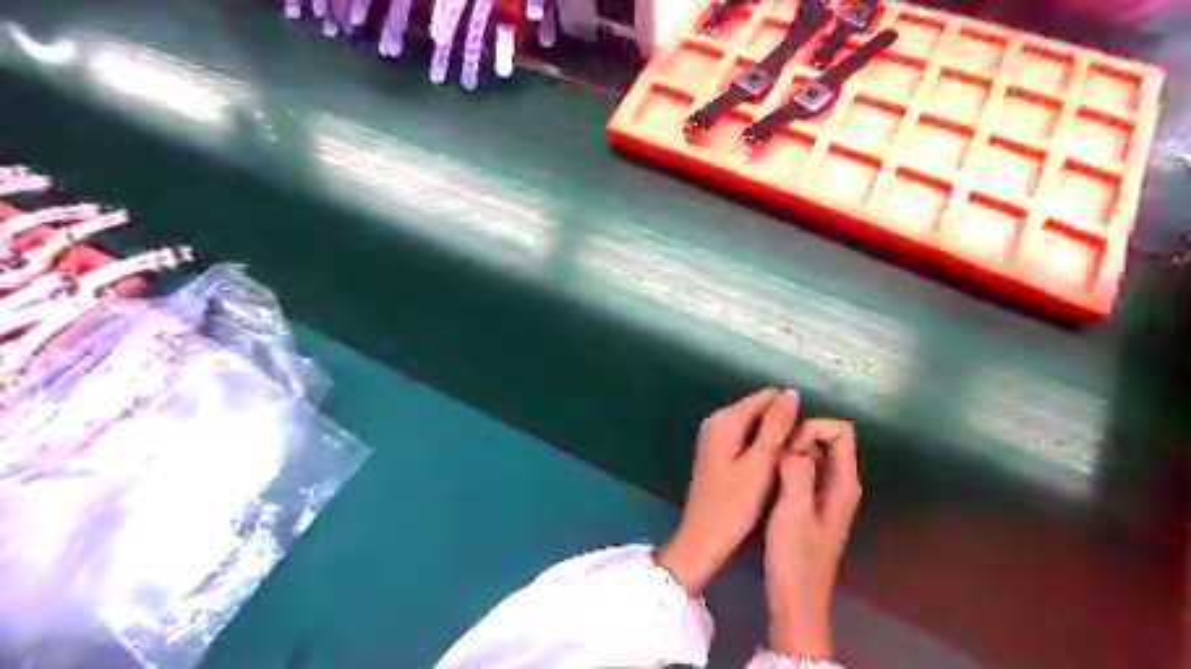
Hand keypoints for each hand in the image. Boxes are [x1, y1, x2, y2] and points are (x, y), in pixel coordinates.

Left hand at [654, 389, 803, 597]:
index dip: (790, 413)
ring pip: (756, 427)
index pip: (767, 397)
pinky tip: (775, 470)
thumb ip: (776, 427)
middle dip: (782, 426)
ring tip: (791, 463)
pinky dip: (762, 451)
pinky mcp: (719, 454)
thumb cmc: (733, 505)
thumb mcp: (759, 464)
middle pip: (760, 411)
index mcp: (725, 420)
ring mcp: (716, 438)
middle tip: (799, 455)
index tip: (806, 439)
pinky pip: (747, 441)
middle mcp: (717, 422)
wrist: (703, 541)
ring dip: (774, 440)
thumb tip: (792, 393)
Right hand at [767, 417, 862, 658]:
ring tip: (764, 462)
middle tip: (771, 454)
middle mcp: (839, 483)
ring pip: (810, 454)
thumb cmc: (795, 557)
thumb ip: (797, 472)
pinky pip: (800, 470)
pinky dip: (784, 466)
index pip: (841, 431)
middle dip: (797, 437)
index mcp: (843, 483)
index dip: (813, 429)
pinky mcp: (808, 503)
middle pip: (825, 439)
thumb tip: (793, 443)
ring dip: (788, 452)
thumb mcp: (793, 511)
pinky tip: (764, 477)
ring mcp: (824, 494)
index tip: (788, 447)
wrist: (795, 600)